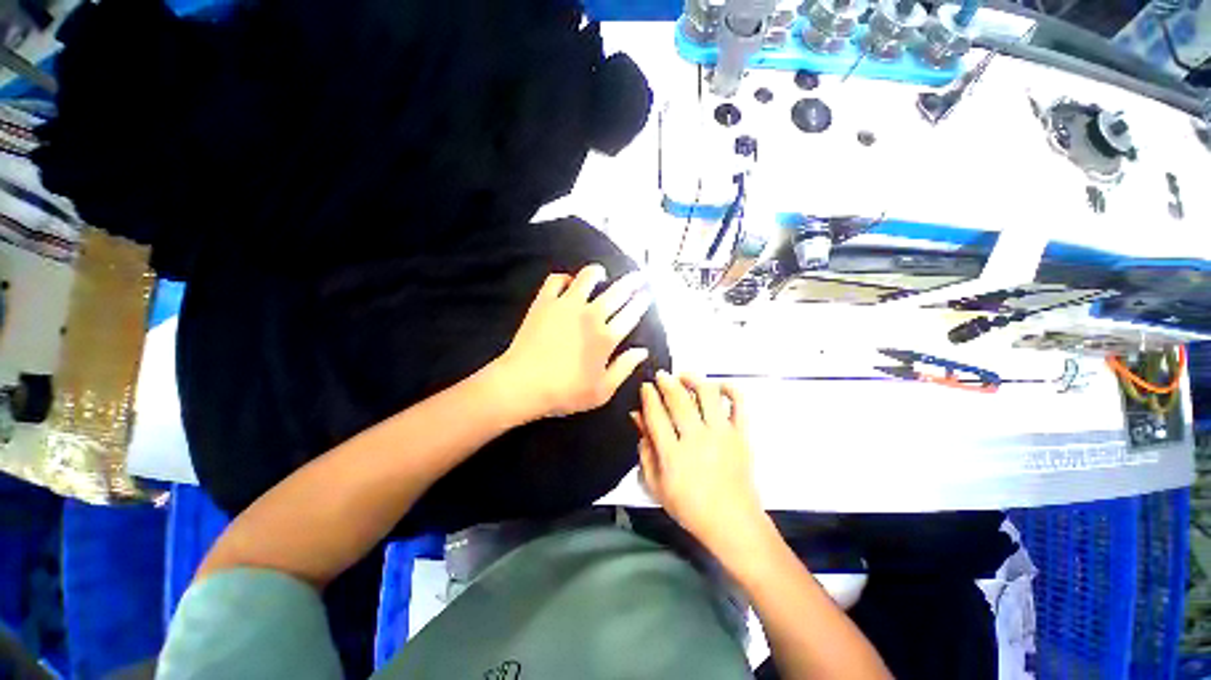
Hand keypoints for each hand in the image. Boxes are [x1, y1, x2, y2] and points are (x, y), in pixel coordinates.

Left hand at [495, 264, 652, 420]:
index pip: (631, 313)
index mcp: (606, 337)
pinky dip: (564, 278)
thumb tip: (642, 351)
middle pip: (617, 291)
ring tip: (602, 274)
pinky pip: (556, 280)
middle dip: (632, 281)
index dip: (641, 302)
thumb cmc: (565, 392)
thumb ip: (624, 368)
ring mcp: (566, 305)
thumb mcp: (602, 391)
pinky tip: (568, 282)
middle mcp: (591, 315)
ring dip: (598, 273)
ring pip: (587, 277)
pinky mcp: (544, 302)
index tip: (647, 294)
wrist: (523, 384)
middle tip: (639, 276)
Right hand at [634, 372, 767, 556]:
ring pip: (707, 394)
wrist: (733, 523)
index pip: (656, 415)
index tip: (646, 386)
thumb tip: (637, 418)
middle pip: (679, 399)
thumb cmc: (690, 507)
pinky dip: (730, 389)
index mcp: (673, 455)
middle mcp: (697, 439)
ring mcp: (722, 434)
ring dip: (694, 379)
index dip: (649, 396)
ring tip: (685, 376)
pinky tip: (718, 385)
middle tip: (661, 375)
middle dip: (666, 381)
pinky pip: (739, 404)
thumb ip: (645, 451)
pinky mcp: (741, 435)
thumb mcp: (656, 485)